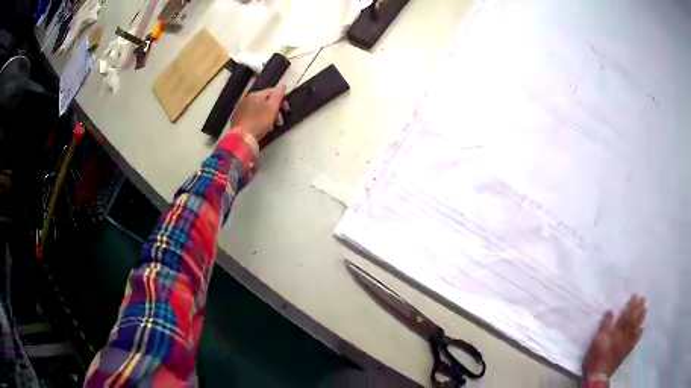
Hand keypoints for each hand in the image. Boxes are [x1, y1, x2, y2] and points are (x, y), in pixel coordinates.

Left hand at [230, 85, 288, 141]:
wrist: (242, 138)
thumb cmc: (259, 122)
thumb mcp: (272, 108)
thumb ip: (278, 95)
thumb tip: (282, 85)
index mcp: (256, 94)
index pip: (272, 92)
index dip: (282, 100)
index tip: (286, 111)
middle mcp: (247, 98)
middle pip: (265, 101)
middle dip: (275, 109)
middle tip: (279, 122)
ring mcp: (241, 108)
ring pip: (259, 108)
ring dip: (267, 115)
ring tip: (271, 126)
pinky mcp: (238, 118)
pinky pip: (252, 115)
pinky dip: (259, 119)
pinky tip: (261, 127)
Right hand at [582, 295, 646, 378]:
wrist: (598, 375)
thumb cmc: (597, 356)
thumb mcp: (597, 340)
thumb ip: (605, 325)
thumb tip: (611, 311)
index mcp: (618, 330)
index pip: (627, 314)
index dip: (631, 305)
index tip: (635, 295)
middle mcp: (625, 334)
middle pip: (634, 319)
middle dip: (639, 308)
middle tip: (643, 298)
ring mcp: (627, 343)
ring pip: (637, 327)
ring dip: (641, 317)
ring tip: (645, 308)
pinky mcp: (626, 351)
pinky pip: (635, 339)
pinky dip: (640, 332)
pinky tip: (642, 328)